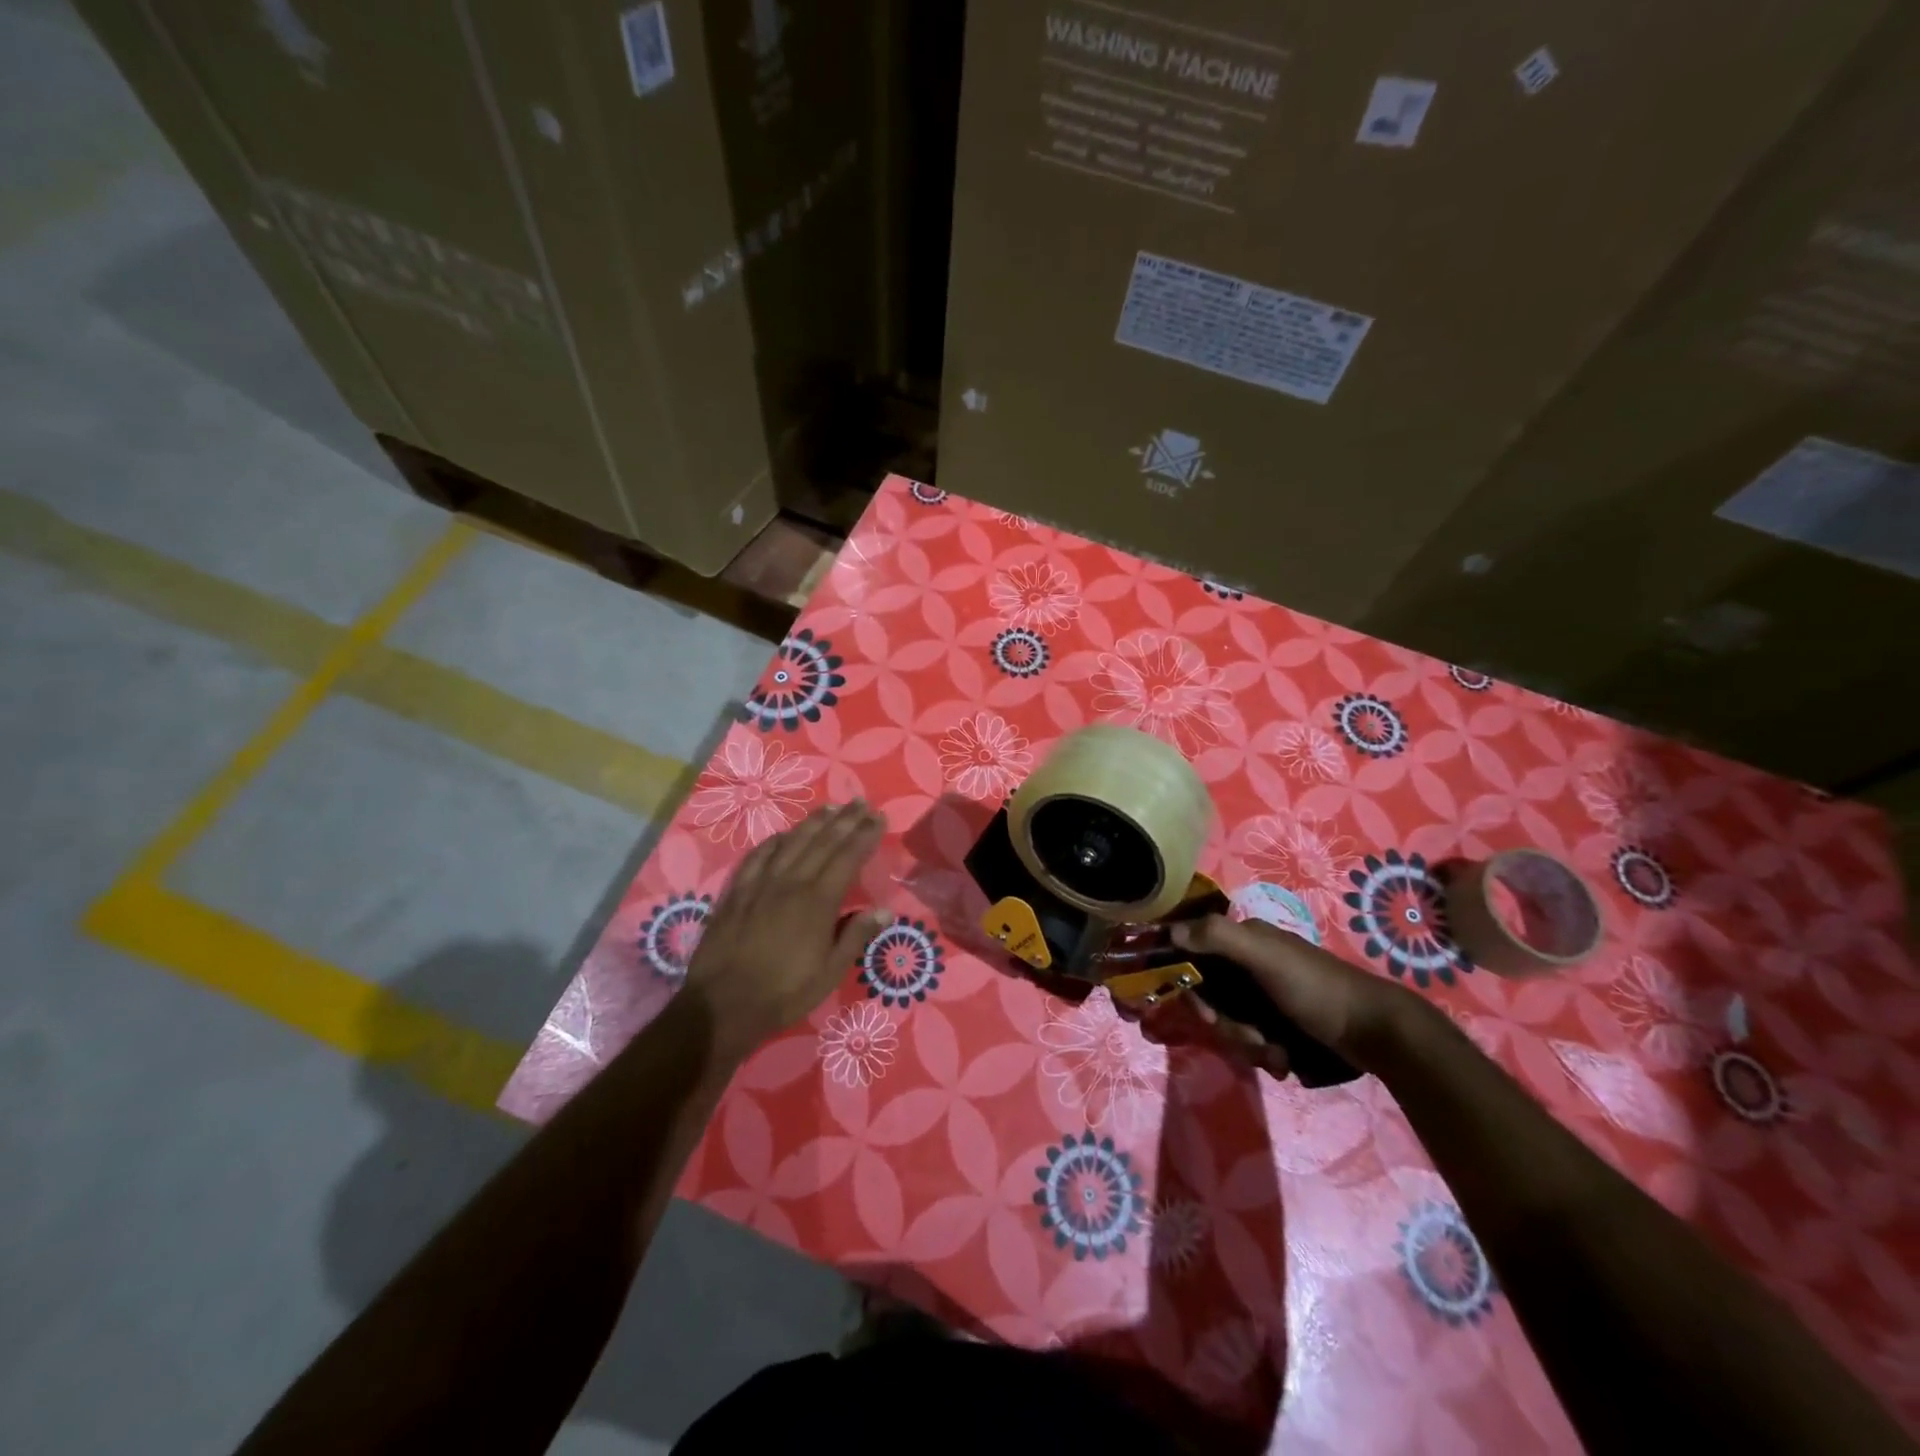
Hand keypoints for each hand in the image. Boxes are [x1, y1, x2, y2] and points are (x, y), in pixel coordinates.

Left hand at [681, 802, 888, 1063]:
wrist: (722, 1004)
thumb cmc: (784, 992)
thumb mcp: (829, 972)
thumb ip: (856, 936)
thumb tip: (884, 910)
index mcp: (819, 901)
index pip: (848, 857)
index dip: (865, 835)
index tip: (878, 818)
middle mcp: (792, 882)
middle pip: (823, 842)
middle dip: (845, 820)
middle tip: (860, 802)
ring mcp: (761, 883)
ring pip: (792, 842)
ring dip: (813, 823)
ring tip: (831, 808)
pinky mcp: (737, 891)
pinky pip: (758, 855)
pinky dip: (775, 840)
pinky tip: (783, 834)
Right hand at [1155, 915, 1428, 1075]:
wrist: (1375, 1032)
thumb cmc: (1315, 988)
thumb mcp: (1265, 957)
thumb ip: (1218, 937)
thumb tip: (1170, 932)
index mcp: (1245, 940)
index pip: (1196, 954)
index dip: (1191, 984)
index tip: (1204, 1012)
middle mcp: (1251, 964)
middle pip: (1212, 996)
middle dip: (1227, 1024)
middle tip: (1250, 1036)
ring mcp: (1267, 995)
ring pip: (1232, 1022)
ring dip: (1249, 1044)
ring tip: (1276, 1053)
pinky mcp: (1283, 1023)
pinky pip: (1255, 1039)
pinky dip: (1266, 1053)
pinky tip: (1285, 1061)